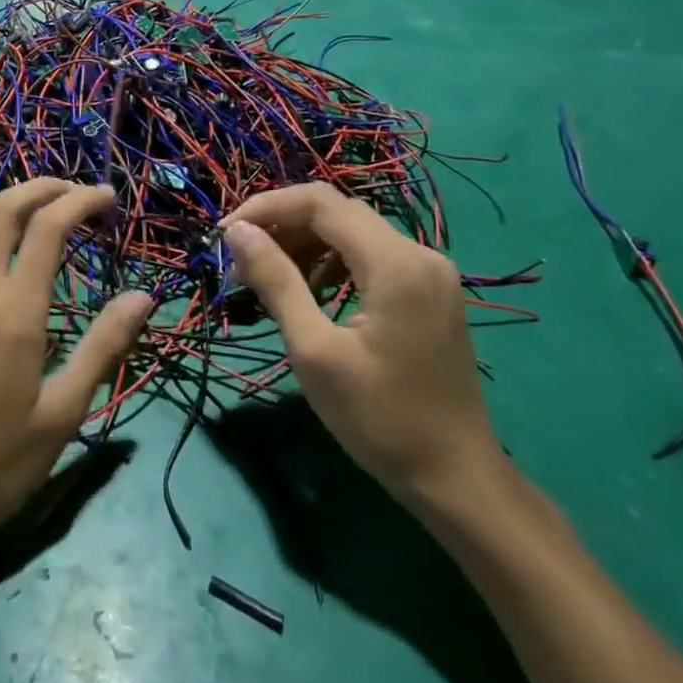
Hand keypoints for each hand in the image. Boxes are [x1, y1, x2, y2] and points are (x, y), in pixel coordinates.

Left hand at [0, 179, 152, 557]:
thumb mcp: (64, 413)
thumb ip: (104, 347)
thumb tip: (143, 296)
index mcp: (14, 311)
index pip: (48, 228)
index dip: (80, 202)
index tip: (107, 199)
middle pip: (3, 209)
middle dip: (41, 189)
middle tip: (75, 193)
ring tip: (29, 215)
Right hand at [220, 184, 502, 507]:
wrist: (456, 478)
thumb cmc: (379, 418)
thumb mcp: (314, 350)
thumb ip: (276, 281)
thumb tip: (238, 232)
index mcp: (395, 263)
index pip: (320, 203)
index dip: (267, 208)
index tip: (226, 235)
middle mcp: (419, 253)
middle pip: (337, 212)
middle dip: (282, 225)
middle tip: (240, 257)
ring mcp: (429, 272)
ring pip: (353, 232)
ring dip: (305, 243)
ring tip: (266, 275)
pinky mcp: (429, 291)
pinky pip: (371, 255)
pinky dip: (332, 261)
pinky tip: (309, 290)